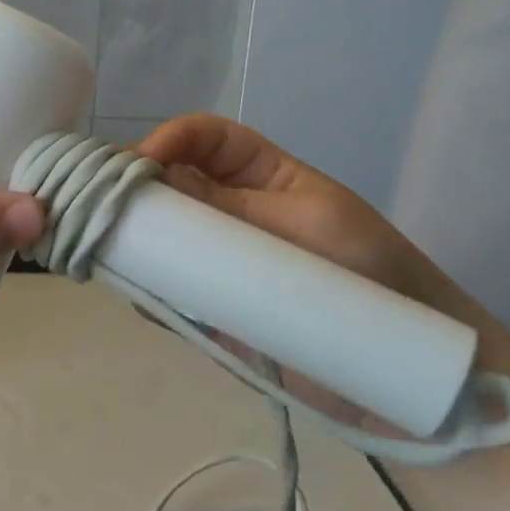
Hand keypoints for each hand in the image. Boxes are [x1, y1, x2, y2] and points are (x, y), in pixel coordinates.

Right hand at [137, 114, 499, 434]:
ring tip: (111, 249)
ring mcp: (218, 262)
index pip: (205, 139)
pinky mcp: (212, 310)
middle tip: (106, 207)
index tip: (139, 163)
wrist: (403, 371)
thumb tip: (159, 179)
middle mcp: (230, 212)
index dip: (171, 139)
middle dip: (137, 189)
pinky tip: (139, 292)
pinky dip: (148, 290)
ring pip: (160, 238)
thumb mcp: (310, 226)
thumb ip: (234, 207)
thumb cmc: (371, 274)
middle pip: (170, 185)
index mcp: (261, 175)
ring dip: (134, 240)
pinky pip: (167, 292)